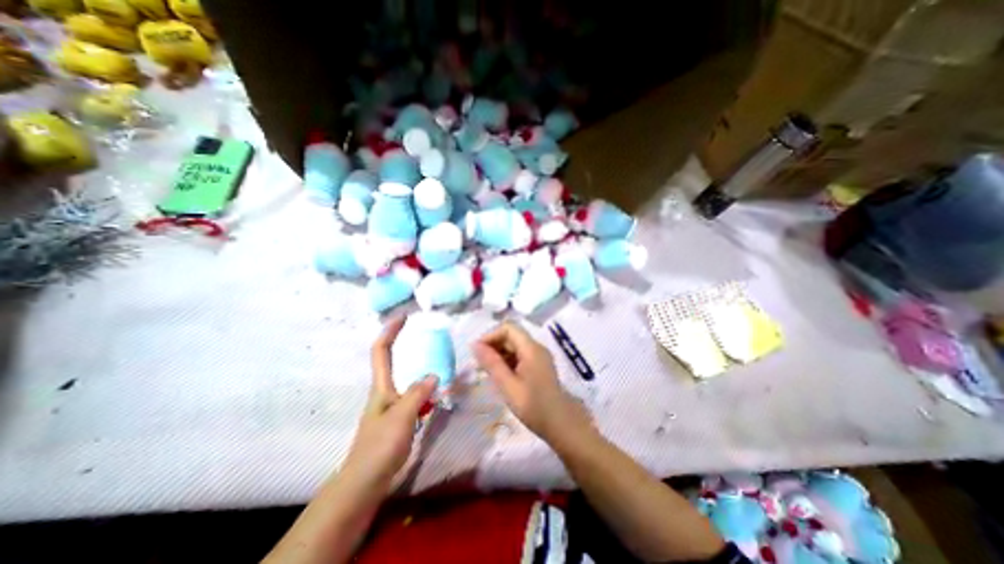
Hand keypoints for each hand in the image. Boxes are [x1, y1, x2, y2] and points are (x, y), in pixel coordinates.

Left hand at [344, 318, 437, 488]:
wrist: (365, 483)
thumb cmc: (379, 447)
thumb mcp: (401, 417)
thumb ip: (418, 393)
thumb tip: (433, 374)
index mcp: (381, 386)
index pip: (381, 350)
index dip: (391, 330)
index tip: (404, 316)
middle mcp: (385, 391)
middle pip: (393, 359)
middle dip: (406, 343)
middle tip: (427, 335)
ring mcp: (392, 404)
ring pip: (406, 377)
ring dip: (419, 366)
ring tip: (438, 359)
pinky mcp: (399, 417)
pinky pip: (414, 393)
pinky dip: (425, 387)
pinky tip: (437, 391)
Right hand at [477, 322, 589, 444]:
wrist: (562, 425)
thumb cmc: (534, 407)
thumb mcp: (508, 386)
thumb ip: (492, 364)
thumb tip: (475, 345)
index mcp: (531, 349)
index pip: (508, 328)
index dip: (490, 336)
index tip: (477, 352)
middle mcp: (536, 347)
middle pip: (511, 335)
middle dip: (493, 345)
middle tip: (479, 364)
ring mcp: (539, 356)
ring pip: (514, 345)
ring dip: (499, 353)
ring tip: (486, 371)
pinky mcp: (539, 365)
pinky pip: (520, 355)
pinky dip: (507, 361)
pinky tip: (499, 375)